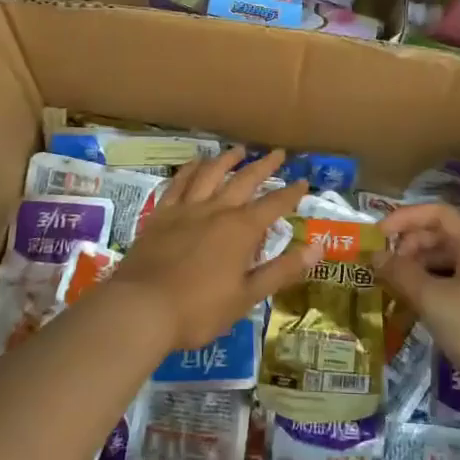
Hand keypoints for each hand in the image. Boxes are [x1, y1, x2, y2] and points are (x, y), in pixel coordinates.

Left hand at [104, 148, 314, 353]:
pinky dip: (190, 170)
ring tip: (239, 150)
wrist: (141, 308)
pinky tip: (195, 163)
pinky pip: (179, 183)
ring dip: (227, 160)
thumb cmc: (199, 310)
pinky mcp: (161, 214)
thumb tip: (318, 248)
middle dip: (264, 166)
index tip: (303, 181)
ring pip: (211, 174)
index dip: (291, 193)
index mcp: (241, 230)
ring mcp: (186, 209)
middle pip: (244, 180)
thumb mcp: (247, 296)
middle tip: (278, 153)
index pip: (274, 205)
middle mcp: (216, 210)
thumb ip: (282, 270)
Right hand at [373, 203, 459, 418]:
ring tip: (386, 284)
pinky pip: (447, 286)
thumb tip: (375, 255)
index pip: (438, 213)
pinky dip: (425, 289)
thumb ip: (401, 273)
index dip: (407, 217)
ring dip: (413, 269)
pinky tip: (405, 304)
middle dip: (407, 245)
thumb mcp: (433, 299)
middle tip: (380, 264)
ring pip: (441, 263)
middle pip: (439, 237)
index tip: (379, 233)